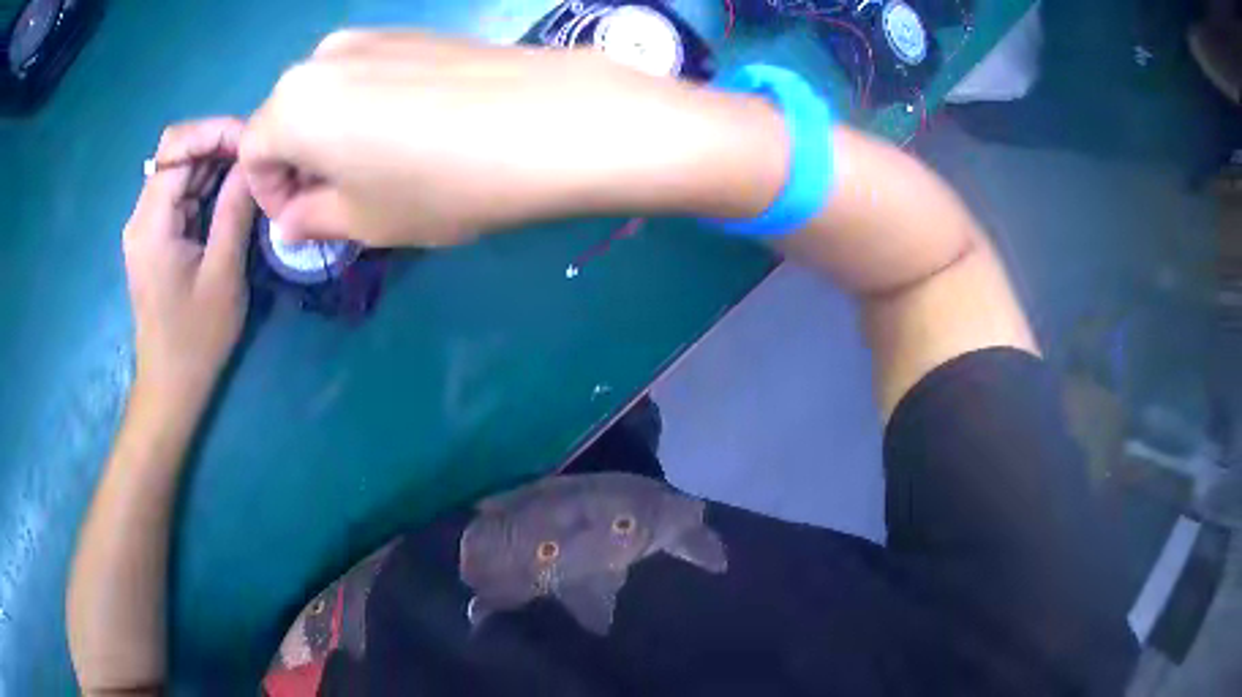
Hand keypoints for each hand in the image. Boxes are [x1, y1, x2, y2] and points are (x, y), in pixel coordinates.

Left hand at [124, 118, 255, 405]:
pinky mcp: (154, 236)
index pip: (177, 146)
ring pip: (180, 168)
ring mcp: (146, 225)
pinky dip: (206, 184)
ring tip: (253, 172)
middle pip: (177, 151)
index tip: (254, 143)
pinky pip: (180, 193)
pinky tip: (232, 193)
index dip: (216, 131)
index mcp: (151, 222)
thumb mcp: (223, 274)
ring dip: (215, 163)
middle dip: (219, 143)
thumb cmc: (195, 340)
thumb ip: (235, 210)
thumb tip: (254, 161)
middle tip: (259, 157)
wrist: (170, 386)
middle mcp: (142, 215)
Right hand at [239, 30, 784, 247]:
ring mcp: (371, 35)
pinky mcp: (414, 31)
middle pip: (287, 118)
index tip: (301, 219)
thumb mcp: (367, 220)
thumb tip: (292, 217)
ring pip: (327, 94)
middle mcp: (321, 57)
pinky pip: (367, 74)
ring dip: (333, 135)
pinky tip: (411, 130)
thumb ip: (314, 219)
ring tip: (379, 167)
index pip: (253, 153)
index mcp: (292, 105)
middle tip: (339, 200)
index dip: (269, 193)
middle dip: (300, 163)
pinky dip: (366, 107)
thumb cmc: (442, 183)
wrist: (550, 119)